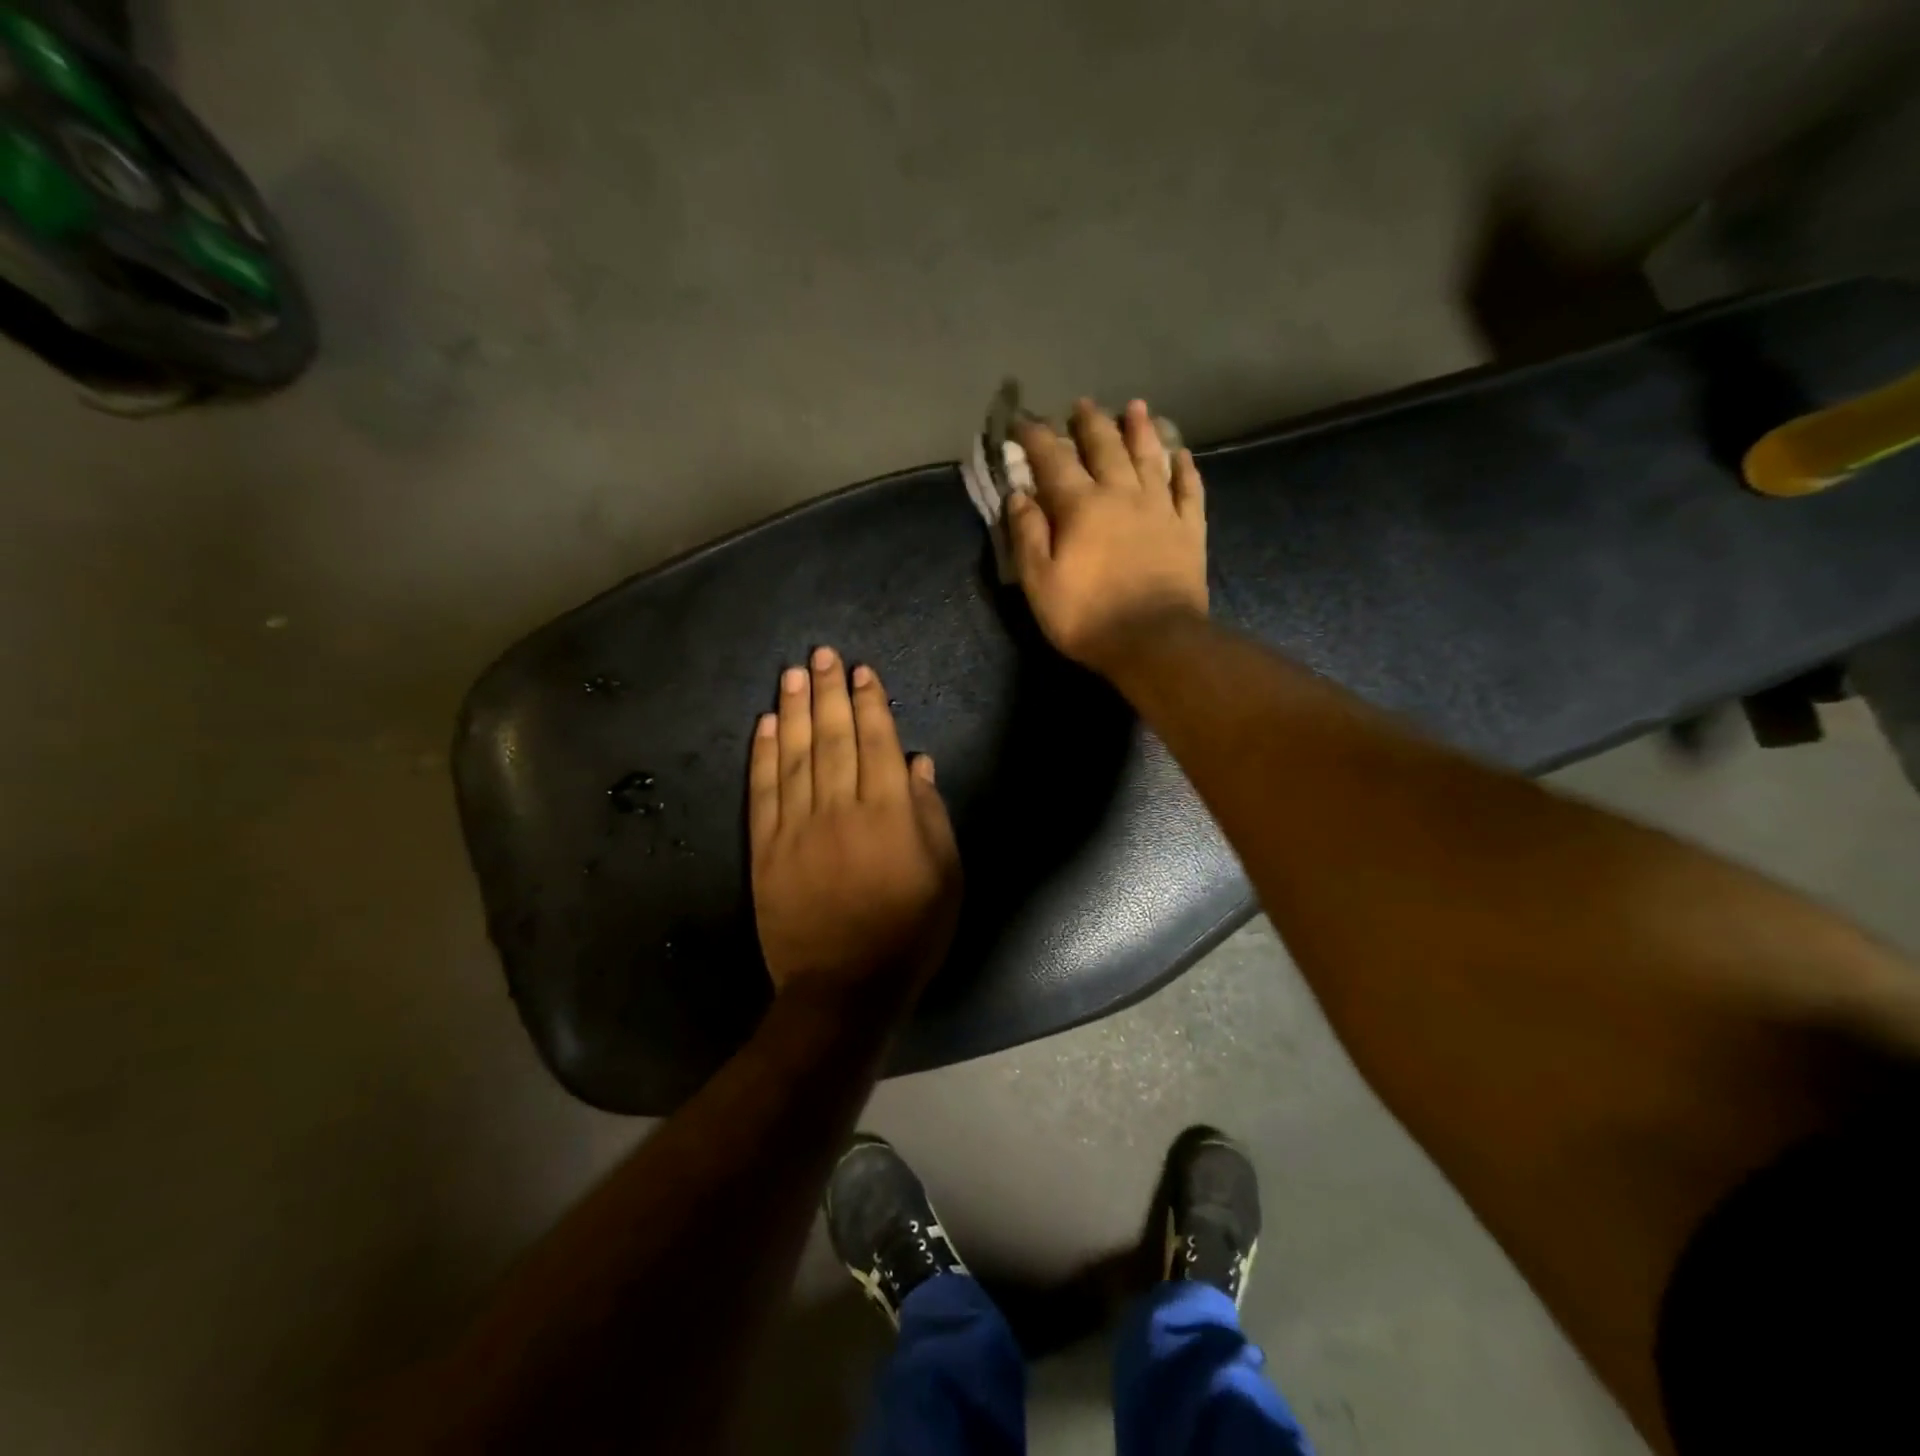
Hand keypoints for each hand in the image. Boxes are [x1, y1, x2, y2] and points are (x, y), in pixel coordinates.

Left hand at [749, 647, 960, 998]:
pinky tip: (766, 724)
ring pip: (795, 756)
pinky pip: (763, 793)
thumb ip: (931, 816)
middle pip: (833, 738)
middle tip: (821, 654)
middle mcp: (840, 809)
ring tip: (793, 673)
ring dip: (794, 710)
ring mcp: (797, 828)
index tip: (860, 672)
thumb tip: (918, 764)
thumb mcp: (945, 877)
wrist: (844, 988)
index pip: (877, 744)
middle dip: (828, 692)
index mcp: (889, 814)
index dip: (868, 704)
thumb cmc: (908, 934)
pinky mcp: (766, 849)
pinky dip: (763, 755)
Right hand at [1008, 398, 1207, 672]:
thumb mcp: (1040, 582)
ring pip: (1150, 457)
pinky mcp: (1189, 529)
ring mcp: (1161, 509)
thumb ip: (1027, 535)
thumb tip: (1018, 495)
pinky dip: (1184, 468)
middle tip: (1082, 405)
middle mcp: (1122, 495)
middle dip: (1091, 423)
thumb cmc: (1087, 616)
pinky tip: (1181, 455)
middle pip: (1106, 447)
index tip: (1024, 421)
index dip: (1037, 437)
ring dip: (1140, 430)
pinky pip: (1189, 488)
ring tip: (1135, 407)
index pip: (1054, 460)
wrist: (1155, 641)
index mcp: (1081, 506)